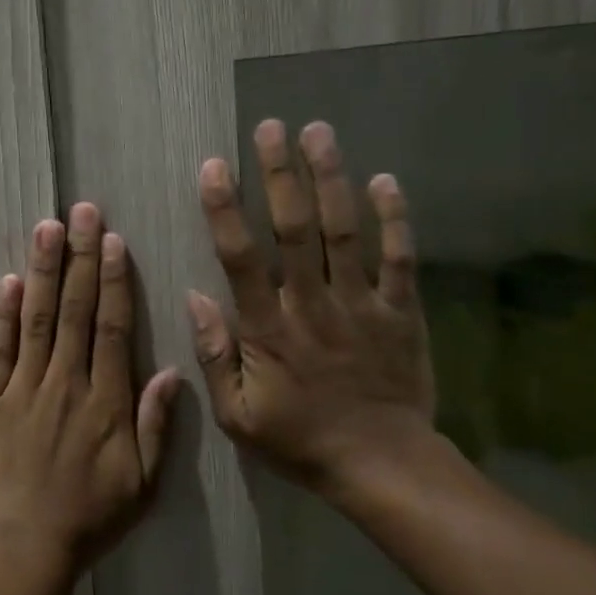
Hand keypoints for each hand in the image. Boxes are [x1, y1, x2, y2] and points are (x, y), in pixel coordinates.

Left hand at [0, 203, 180, 577]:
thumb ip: (156, 424)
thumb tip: (170, 370)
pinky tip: (8, 280)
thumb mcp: (141, 482)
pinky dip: (2, 314)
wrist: (22, 548)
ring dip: (42, 270)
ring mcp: (23, 388)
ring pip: (36, 318)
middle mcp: (66, 382)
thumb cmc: (88, 518)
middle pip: (74, 309)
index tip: (114, 240)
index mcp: (106, 401)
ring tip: (47, 227)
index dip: (114, 280)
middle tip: (82, 211)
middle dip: (80, 257)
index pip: (111, 327)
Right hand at [187, 120, 435, 498]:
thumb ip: (214, 355)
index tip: (215, 166)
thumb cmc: (300, 440)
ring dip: (330, 179)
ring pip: (343, 232)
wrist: (382, 466)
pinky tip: (385, 181)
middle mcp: (312, 305)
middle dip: (280, 174)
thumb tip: (195, 297)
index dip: (225, 209)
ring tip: (319, 133)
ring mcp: (361, 305)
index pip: (241, 259)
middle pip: (294, 229)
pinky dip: (395, 220)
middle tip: (270, 128)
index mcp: (269, 329)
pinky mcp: (400, 312)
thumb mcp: (237, 416)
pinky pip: (399, 260)